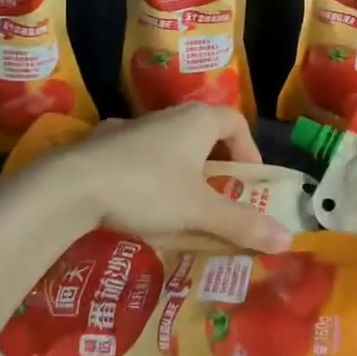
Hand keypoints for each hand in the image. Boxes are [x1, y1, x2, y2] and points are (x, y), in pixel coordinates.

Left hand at [39, 103, 291, 252]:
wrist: (69, 185)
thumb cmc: (147, 189)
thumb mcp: (198, 211)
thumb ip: (242, 225)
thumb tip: (288, 240)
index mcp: (197, 121)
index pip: (235, 122)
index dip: (248, 149)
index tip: (247, 181)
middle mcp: (167, 116)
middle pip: (202, 133)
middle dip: (213, 165)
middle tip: (216, 197)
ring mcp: (131, 127)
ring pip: (167, 145)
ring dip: (178, 170)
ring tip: (176, 205)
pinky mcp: (101, 144)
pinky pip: (135, 156)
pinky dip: (143, 175)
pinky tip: (133, 202)